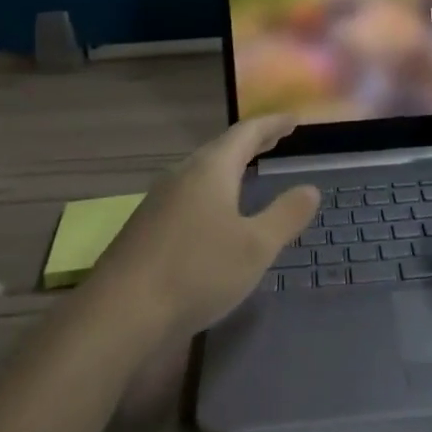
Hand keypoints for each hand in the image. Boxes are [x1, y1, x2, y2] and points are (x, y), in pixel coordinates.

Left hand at [87, 114, 319, 340]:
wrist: (121, 312)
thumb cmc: (197, 271)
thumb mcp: (256, 247)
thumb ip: (285, 215)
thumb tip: (310, 188)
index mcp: (211, 169)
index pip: (247, 133)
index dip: (272, 124)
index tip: (294, 119)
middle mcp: (182, 175)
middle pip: (221, 148)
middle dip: (251, 143)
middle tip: (276, 139)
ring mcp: (160, 200)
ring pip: (202, 171)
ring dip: (230, 166)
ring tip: (249, 170)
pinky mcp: (147, 227)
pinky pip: (189, 193)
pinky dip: (213, 189)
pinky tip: (215, 212)